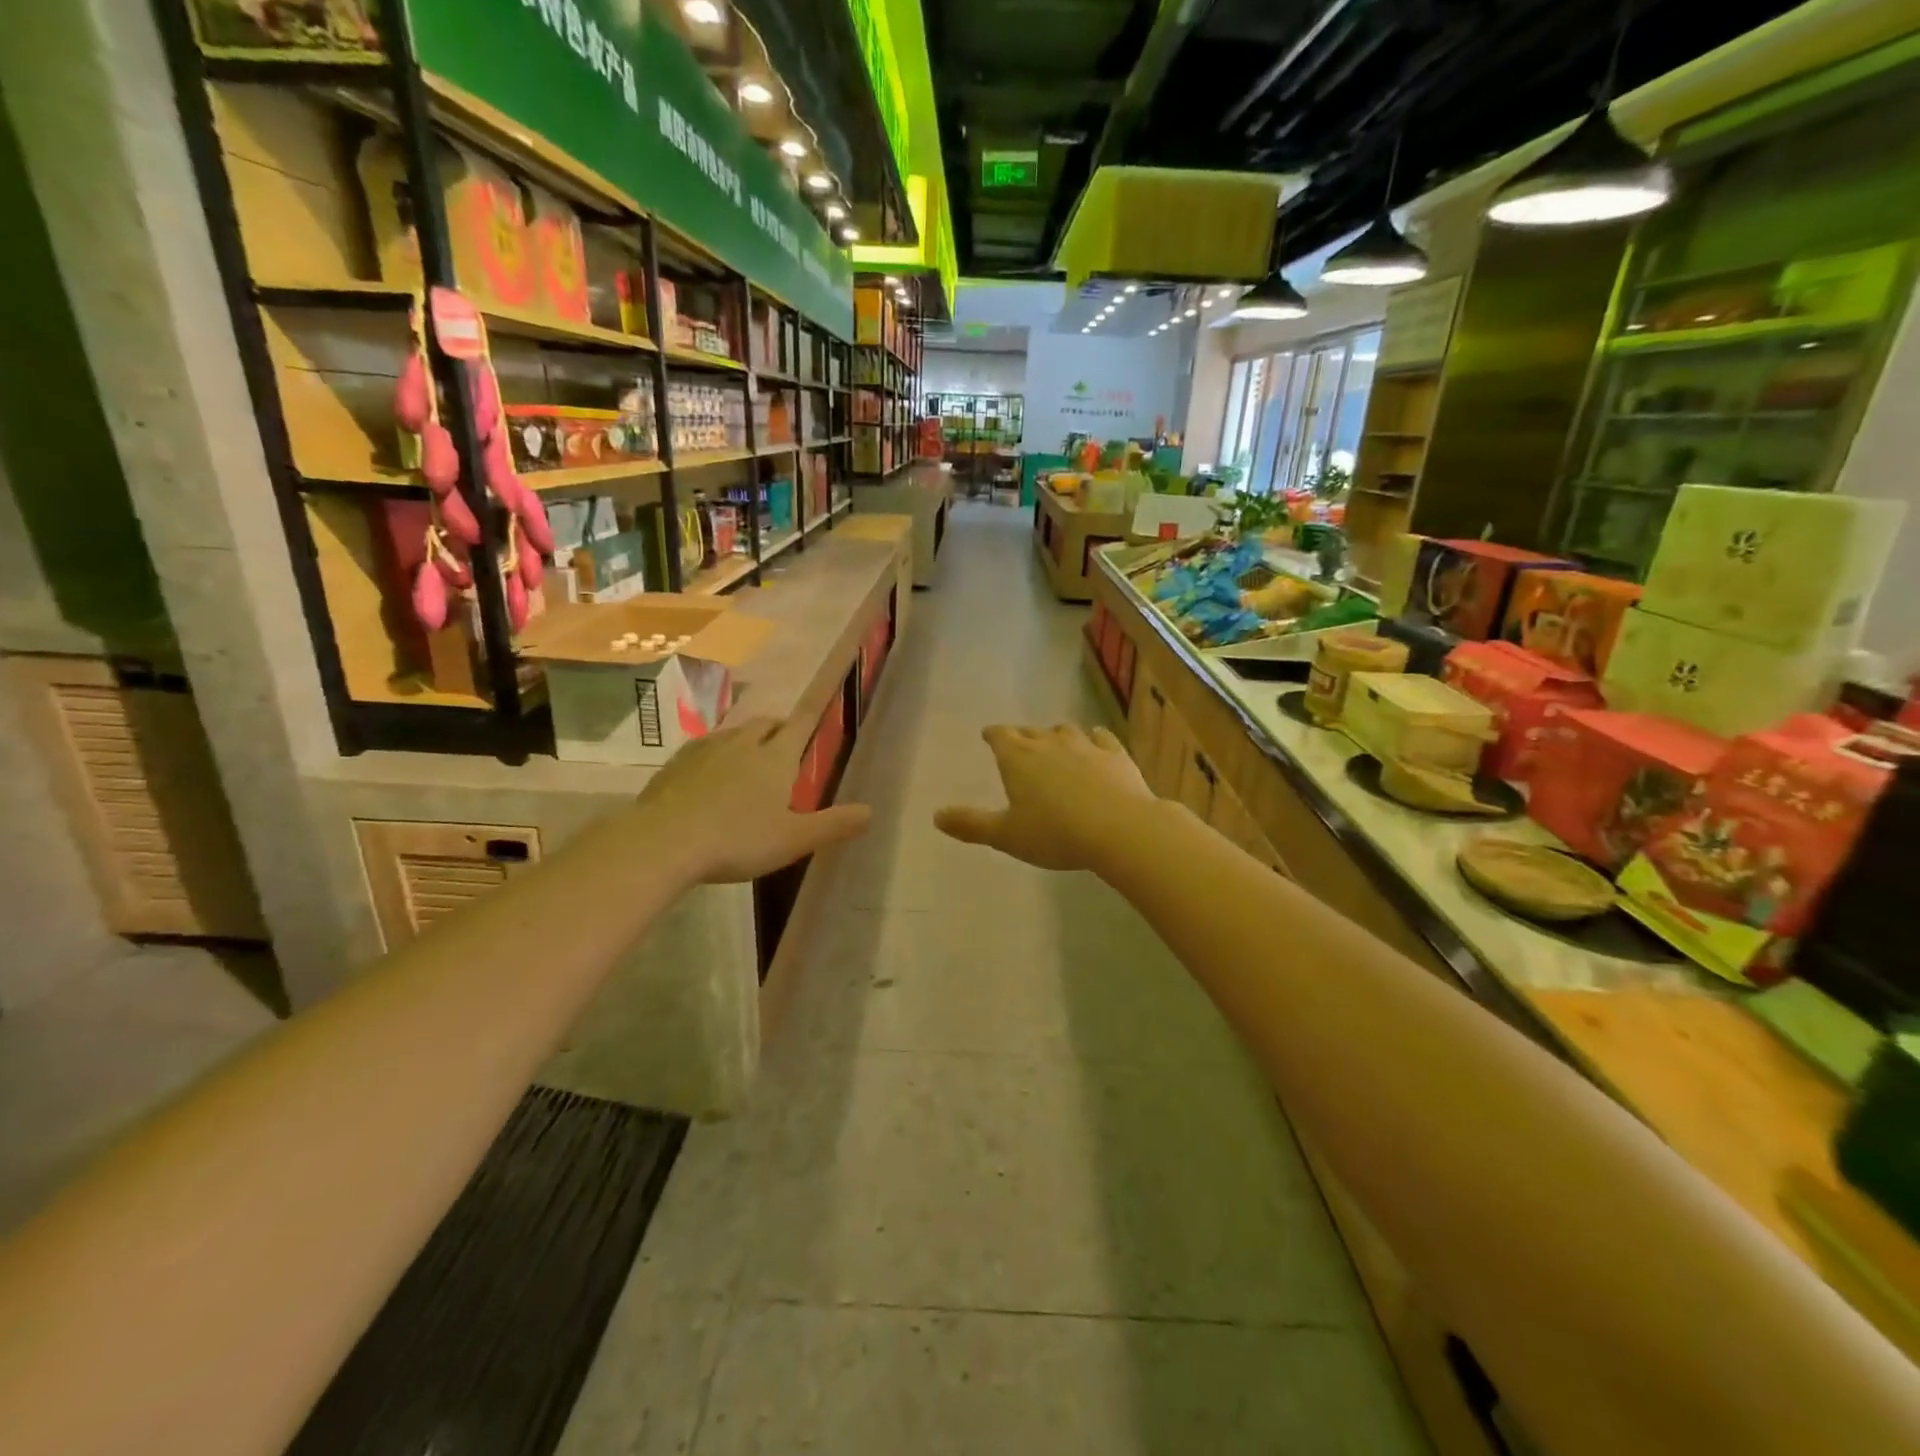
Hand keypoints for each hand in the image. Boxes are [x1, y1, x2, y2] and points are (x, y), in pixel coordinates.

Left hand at [633, 715, 870, 884]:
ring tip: (750, 755)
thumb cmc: (738, 840)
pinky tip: (710, 771)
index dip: (811, 716)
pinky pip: (703, 747)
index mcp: (776, 758)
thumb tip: (871, 811)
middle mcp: (743, 744)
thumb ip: (833, 825)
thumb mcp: (794, 839)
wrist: (664, 841)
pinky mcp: (676, 763)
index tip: (818, 707)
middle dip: (779, 728)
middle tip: (785, 742)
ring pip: (734, 733)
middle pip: (766, 724)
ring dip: (747, 738)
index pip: (800, 726)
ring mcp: (706, 750)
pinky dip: (716, 752)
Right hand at [935, 724, 1155, 873]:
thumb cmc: (1055, 834)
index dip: (993, 735)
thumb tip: (936, 816)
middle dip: (1022, 736)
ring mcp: (1085, 745)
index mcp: (1018, 759)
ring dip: (1056, 735)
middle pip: (1031, 731)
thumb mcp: (1006, 836)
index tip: (989, 735)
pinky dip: (1094, 737)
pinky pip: (1101, 737)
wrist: (1120, 828)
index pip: (1000, 736)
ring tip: (1054, 742)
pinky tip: (1096, 741)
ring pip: (1065, 730)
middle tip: (1018, 743)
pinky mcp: (1115, 754)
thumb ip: (971, 825)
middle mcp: (1050, 743)